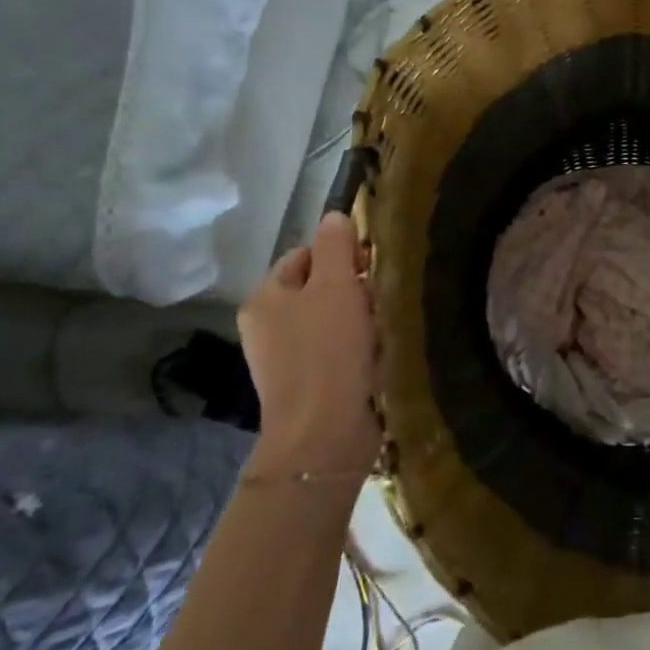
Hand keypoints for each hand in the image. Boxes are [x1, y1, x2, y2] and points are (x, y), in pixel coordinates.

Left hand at [237, 213, 380, 479]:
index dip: (338, 253)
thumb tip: (334, 216)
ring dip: (358, 319)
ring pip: (329, 321)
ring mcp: (284, 361)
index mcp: (265, 298)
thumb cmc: (328, 351)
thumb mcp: (335, 286)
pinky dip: (356, 347)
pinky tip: (377, 352)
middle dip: (351, 287)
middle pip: (316, 289)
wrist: (324, 433)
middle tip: (381, 293)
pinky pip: (335, 352)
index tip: (371, 264)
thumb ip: (336, 246)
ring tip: (384, 324)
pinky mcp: (307, 387)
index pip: (303, 256)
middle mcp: (266, 327)